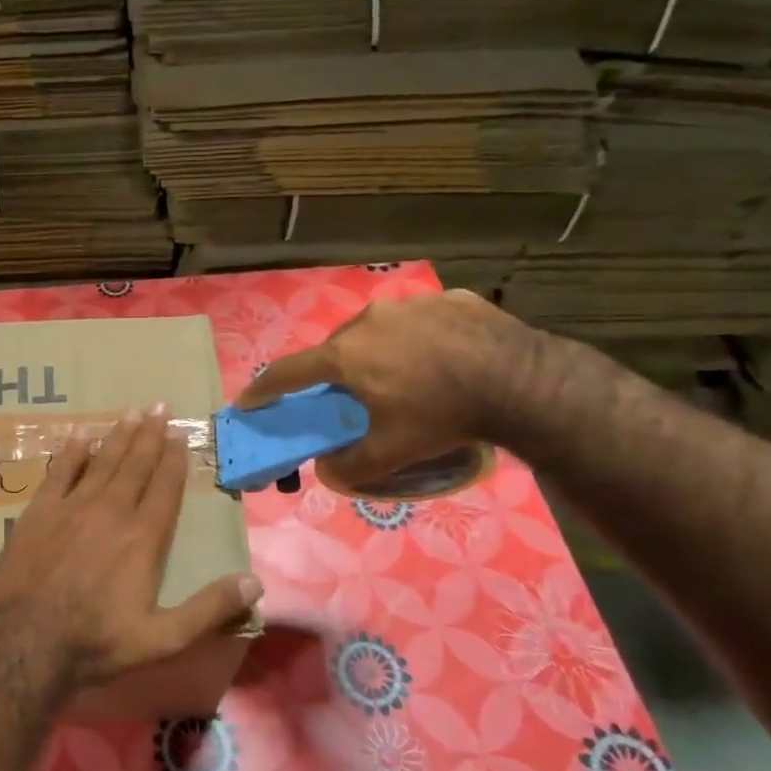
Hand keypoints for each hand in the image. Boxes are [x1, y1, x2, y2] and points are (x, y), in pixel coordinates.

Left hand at [0, 405, 261, 686]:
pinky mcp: (40, 512)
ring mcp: (72, 507)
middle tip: (159, 407)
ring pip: (102, 462)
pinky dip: (72, 453)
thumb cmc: (98, 641)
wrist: (26, 640)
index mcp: (144, 538)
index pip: (165, 488)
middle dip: (150, 435)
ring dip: (118, 436)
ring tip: (131, 412)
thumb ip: (209, 609)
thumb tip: (255, 582)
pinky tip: (81, 436)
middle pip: (135, 465)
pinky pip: (60, 472)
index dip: (174, 460)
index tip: (180, 434)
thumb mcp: (164, 638)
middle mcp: (112, 511)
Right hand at [237, 290, 542, 494]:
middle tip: (348, 396)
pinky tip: (444, 360)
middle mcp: (368, 321)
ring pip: (377, 329)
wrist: (522, 382)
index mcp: (346, 355)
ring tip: (404, 376)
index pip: (289, 372)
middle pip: (335, 348)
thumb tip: (327, 472)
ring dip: (377, 351)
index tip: (248, 400)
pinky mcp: (450, 299)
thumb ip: (351, 465)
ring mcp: (411, 304)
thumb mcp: (392, 452)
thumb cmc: (442, 416)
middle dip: (333, 372)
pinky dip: (419, 339)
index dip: (264, 389)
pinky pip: (420, 321)